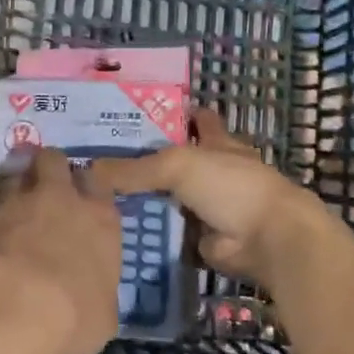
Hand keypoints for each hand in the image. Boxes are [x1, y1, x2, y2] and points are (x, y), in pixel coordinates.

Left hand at [0, 150, 121, 353]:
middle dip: (48, 169)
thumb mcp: (103, 317)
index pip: (98, 181)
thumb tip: (89, 295)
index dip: (87, 187)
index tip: (81, 199)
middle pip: (53, 160)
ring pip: (13, 177)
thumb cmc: (72, 317)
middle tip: (43, 191)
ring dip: (12, 193)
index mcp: (99, 219)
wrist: (9, 309)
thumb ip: (97, 291)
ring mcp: (14, 202)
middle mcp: (59, 198)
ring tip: (9, 219)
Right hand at [89, 111, 350, 295]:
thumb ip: (133, 168)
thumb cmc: (231, 186)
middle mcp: (213, 170)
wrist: (268, 240)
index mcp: (216, 141)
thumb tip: (85, 171)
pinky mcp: (202, 238)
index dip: (170, 114)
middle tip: (98, 162)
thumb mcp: (177, 165)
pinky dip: (149, 232)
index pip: (194, 119)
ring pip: (168, 197)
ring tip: (96, 197)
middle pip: (174, 160)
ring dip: (143, 199)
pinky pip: (168, 232)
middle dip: (144, 160)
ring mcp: (209, 205)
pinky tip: (115, 230)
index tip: (134, 115)